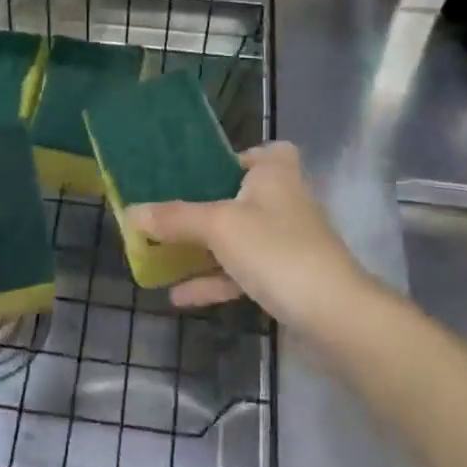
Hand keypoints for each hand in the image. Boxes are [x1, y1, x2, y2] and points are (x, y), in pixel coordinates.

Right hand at [127, 142, 368, 334]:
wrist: (334, 315)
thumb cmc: (276, 249)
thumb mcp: (218, 226)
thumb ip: (175, 218)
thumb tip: (132, 212)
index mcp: (275, 174)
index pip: (266, 151)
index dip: (240, 156)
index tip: (204, 170)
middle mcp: (284, 201)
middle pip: (242, 196)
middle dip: (206, 206)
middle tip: (169, 210)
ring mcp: (286, 243)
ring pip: (238, 237)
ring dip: (204, 247)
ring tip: (161, 254)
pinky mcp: (285, 279)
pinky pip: (242, 272)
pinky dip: (214, 280)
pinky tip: (179, 296)